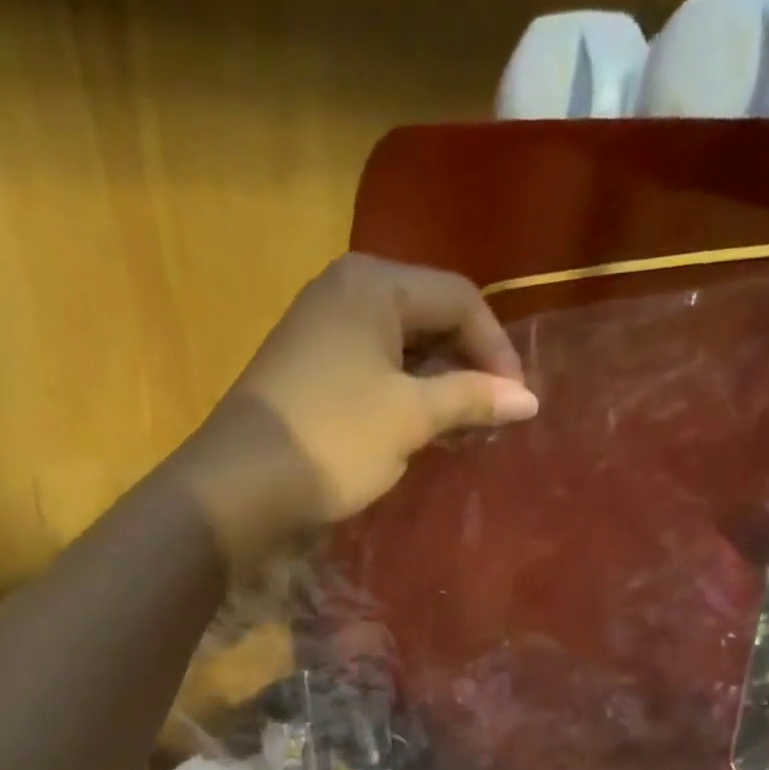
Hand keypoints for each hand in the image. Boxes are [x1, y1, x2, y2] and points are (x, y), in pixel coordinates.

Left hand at [175, 254, 536, 564]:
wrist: (239, 485)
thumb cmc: (334, 440)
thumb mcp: (410, 417)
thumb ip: (471, 399)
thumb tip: (529, 399)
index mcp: (374, 283)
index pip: (460, 298)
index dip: (498, 349)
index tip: (517, 404)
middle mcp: (346, 291)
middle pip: (430, 316)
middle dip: (468, 366)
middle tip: (492, 417)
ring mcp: (322, 329)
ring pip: (402, 347)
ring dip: (439, 385)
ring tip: (463, 429)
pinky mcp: (309, 368)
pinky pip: (374, 369)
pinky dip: (405, 395)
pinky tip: (419, 430)